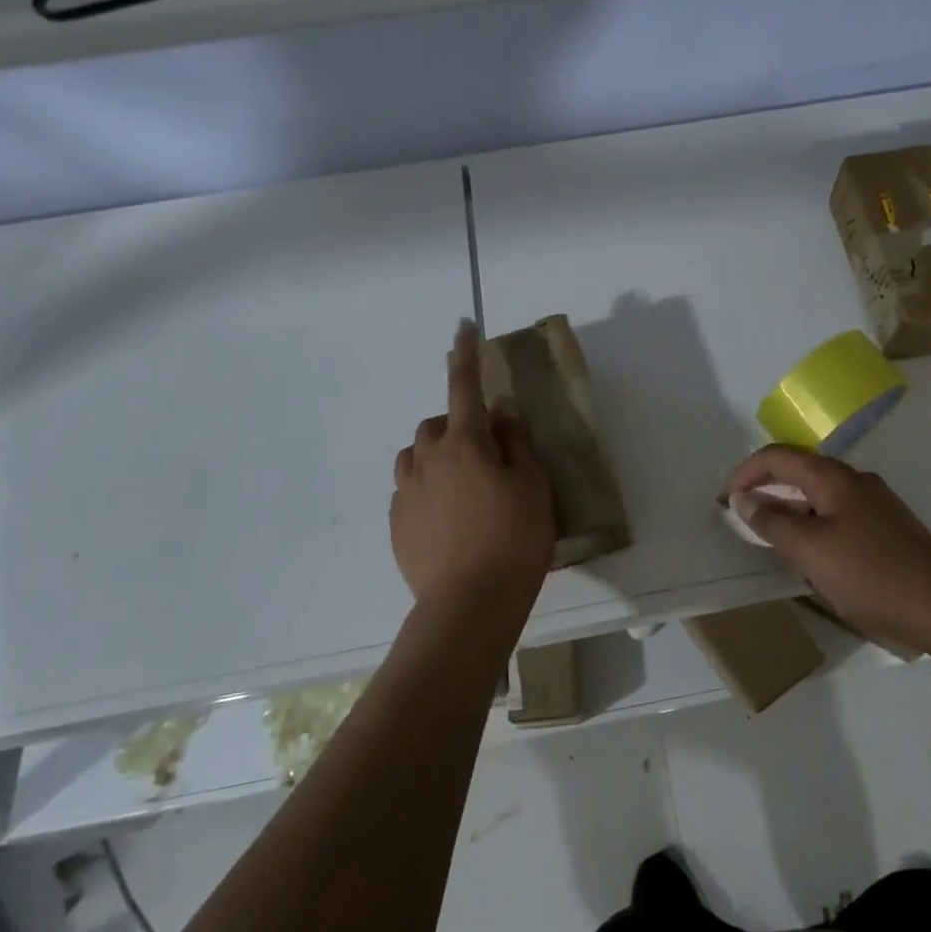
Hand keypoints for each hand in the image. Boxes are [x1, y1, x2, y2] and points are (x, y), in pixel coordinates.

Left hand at [390, 321, 555, 623]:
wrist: (469, 605)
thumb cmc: (514, 539)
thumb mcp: (533, 486)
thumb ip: (516, 443)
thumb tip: (501, 413)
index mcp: (465, 443)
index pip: (464, 386)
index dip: (465, 354)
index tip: (463, 326)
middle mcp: (428, 459)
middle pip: (435, 425)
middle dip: (455, 426)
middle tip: (484, 455)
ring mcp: (407, 492)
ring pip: (416, 457)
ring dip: (435, 457)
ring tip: (462, 487)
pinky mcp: (397, 523)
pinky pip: (409, 490)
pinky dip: (427, 489)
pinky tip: (449, 520)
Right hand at [722, 445, 930, 651]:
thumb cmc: (871, 575)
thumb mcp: (810, 551)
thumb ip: (772, 522)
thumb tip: (743, 498)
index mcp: (833, 478)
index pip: (777, 457)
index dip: (745, 472)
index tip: (724, 500)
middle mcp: (855, 480)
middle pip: (799, 470)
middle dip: (765, 487)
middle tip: (741, 515)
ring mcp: (875, 503)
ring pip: (818, 493)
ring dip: (788, 507)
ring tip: (769, 535)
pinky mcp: (887, 526)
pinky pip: (836, 512)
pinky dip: (811, 522)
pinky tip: (811, 552)